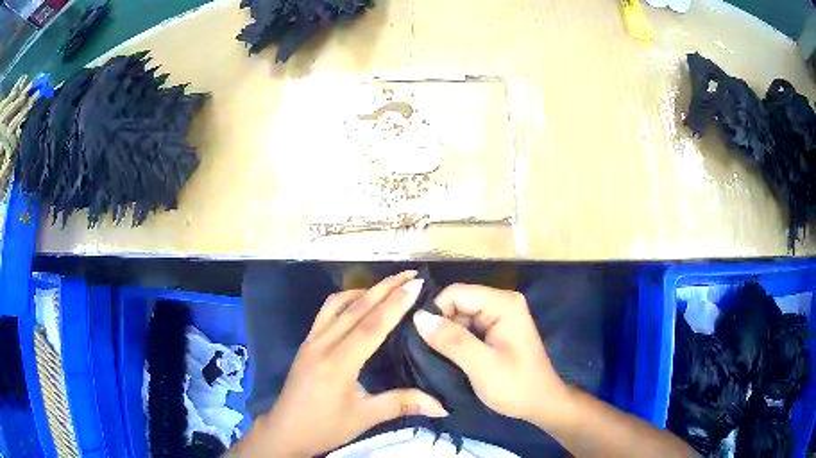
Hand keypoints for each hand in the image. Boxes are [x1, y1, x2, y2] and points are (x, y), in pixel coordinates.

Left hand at [235, 271, 447, 457]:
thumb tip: (442, 406)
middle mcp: (322, 344)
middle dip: (385, 288)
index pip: (371, 326)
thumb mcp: (365, 418)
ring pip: (337, 304)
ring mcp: (311, 341)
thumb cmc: (325, 427)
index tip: (416, 284)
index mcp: (338, 363)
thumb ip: (402, 404)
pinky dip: (345, 299)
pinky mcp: (306, 343)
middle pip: (356, 308)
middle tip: (410, 274)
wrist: (285, 430)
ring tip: (388, 286)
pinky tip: (358, 303)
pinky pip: (326, 312)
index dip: (395, 303)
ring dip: (364, 290)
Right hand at [412, 284, 572, 427]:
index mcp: (503, 304)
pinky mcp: (498, 330)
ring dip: (447, 334)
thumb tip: (418, 317)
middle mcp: (502, 302)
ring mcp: (501, 316)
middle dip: (441, 324)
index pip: (456, 293)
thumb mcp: (481, 365)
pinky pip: (469, 327)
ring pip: (461, 316)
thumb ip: (451, 339)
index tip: (421, 338)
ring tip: (435, 356)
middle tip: (428, 352)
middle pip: (458, 302)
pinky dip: (456, 340)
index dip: (436, 312)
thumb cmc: (515, 385)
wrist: (541, 404)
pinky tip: (449, 356)